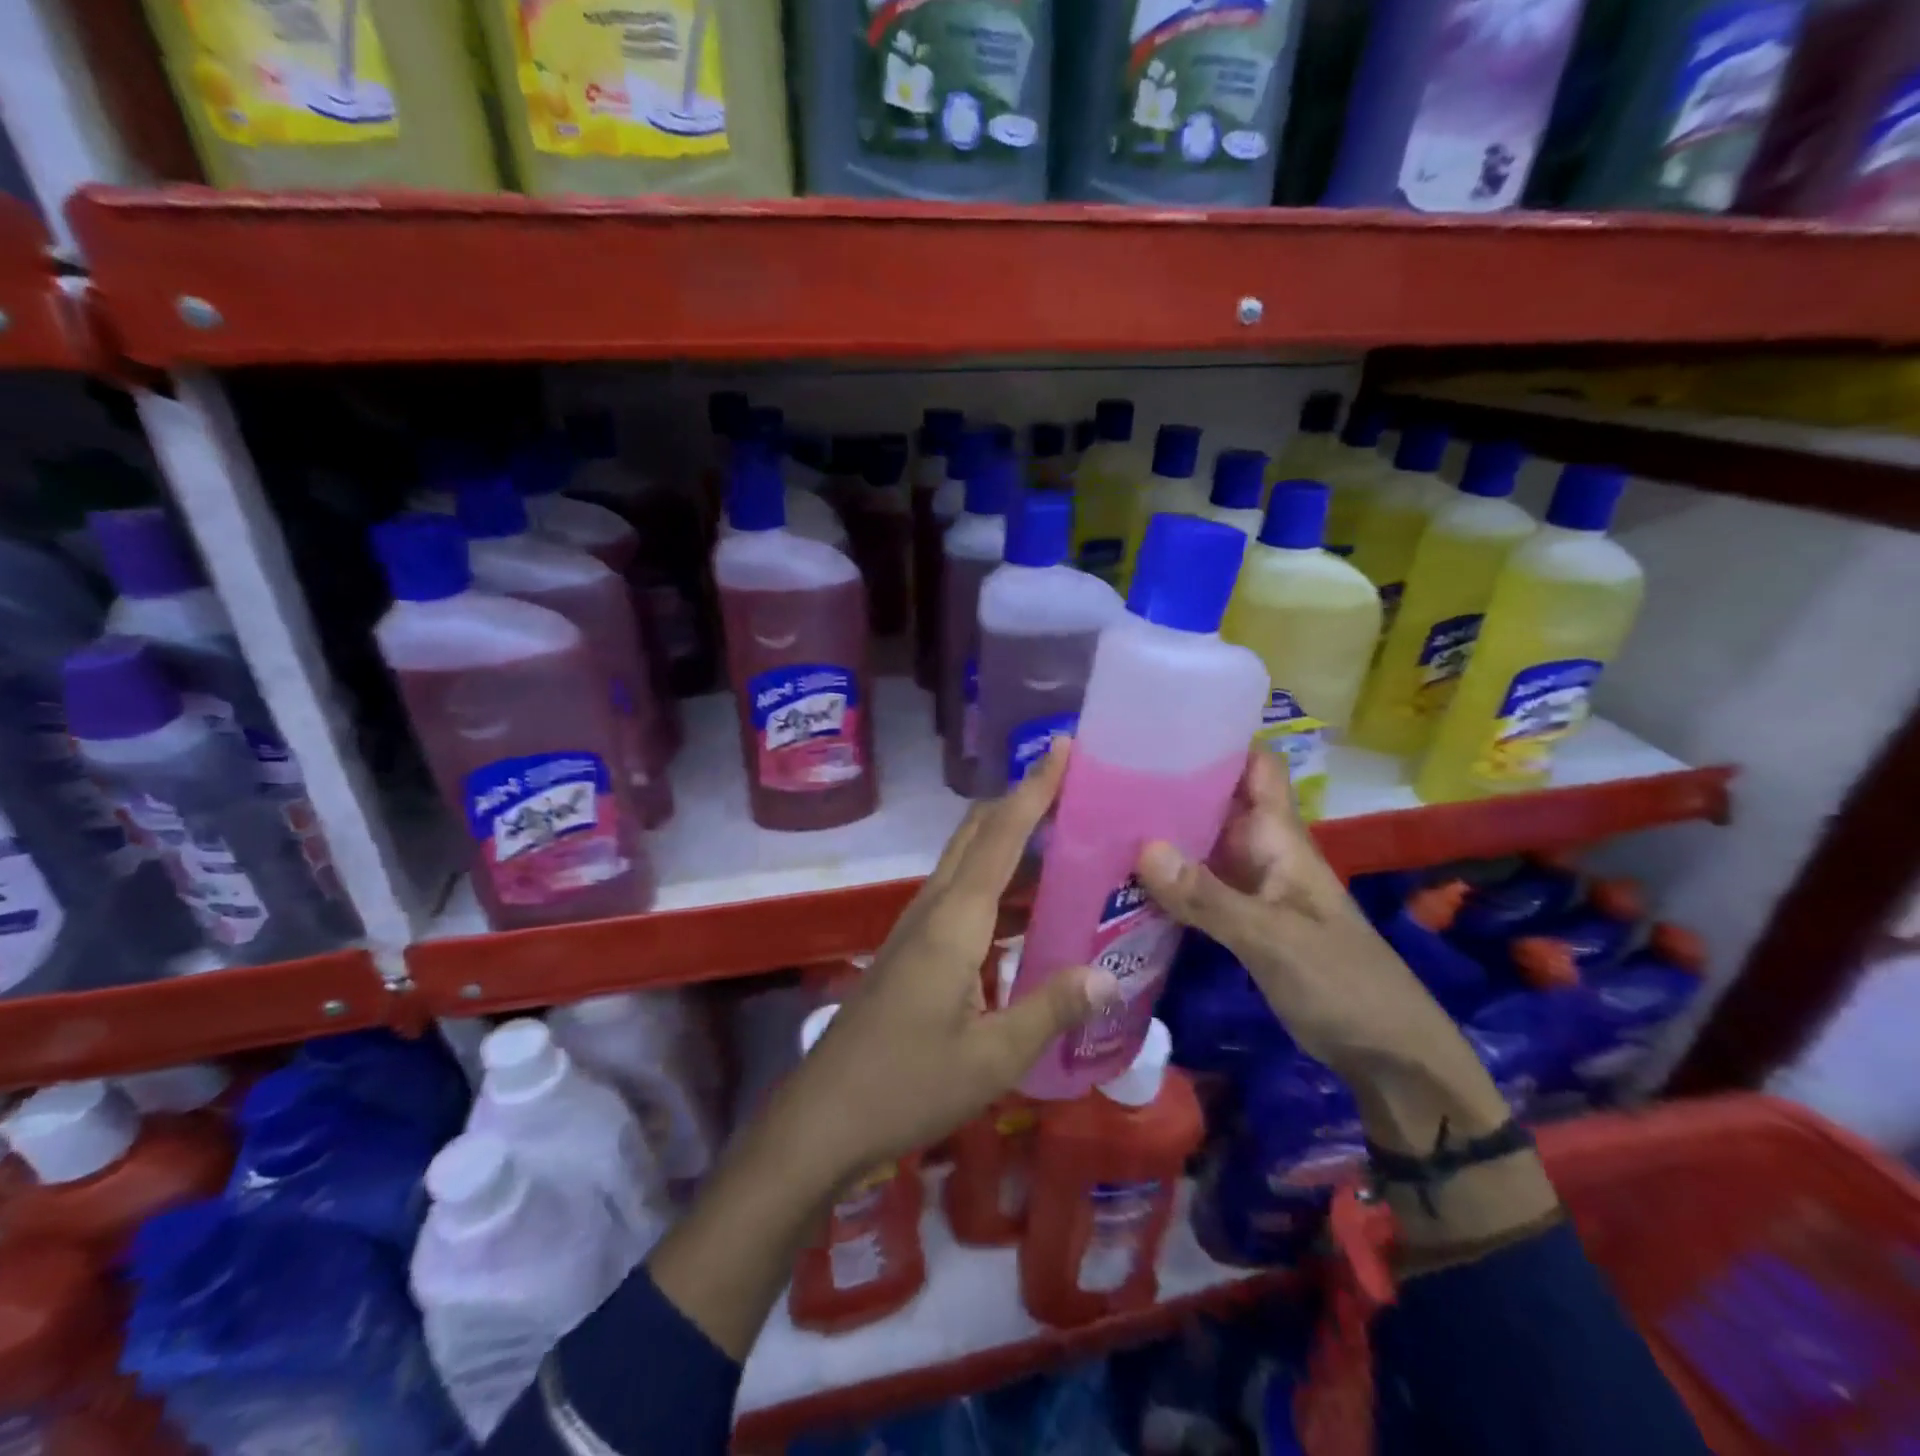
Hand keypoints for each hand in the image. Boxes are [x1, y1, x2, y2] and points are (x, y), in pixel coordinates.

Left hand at [773, 741, 1119, 1183]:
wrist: (823, 1116)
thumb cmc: (908, 1085)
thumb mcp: (993, 1057)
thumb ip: (1051, 1009)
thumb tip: (1109, 975)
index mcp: (955, 922)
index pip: (1001, 836)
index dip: (1033, 790)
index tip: (1062, 749)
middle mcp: (932, 909)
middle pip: (976, 833)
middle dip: (1019, 801)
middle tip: (1071, 787)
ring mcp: (914, 928)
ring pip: (963, 861)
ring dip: (1005, 838)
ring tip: (1060, 838)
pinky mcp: (909, 950)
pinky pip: (957, 893)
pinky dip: (992, 878)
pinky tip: (1022, 908)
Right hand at [1132, 749, 1476, 1095]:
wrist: (1390, 1057)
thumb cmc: (1343, 984)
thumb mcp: (1273, 939)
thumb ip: (1209, 897)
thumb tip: (1142, 848)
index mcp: (1281, 839)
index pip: (1255, 767)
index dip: (1218, 740)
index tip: (1161, 729)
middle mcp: (1263, 853)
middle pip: (1217, 802)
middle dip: (1171, 786)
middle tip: (1106, 777)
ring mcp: (1252, 889)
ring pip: (1203, 846)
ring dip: (1163, 835)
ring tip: (1101, 822)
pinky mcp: (1243, 923)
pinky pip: (1199, 888)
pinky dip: (1168, 881)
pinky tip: (1127, 882)